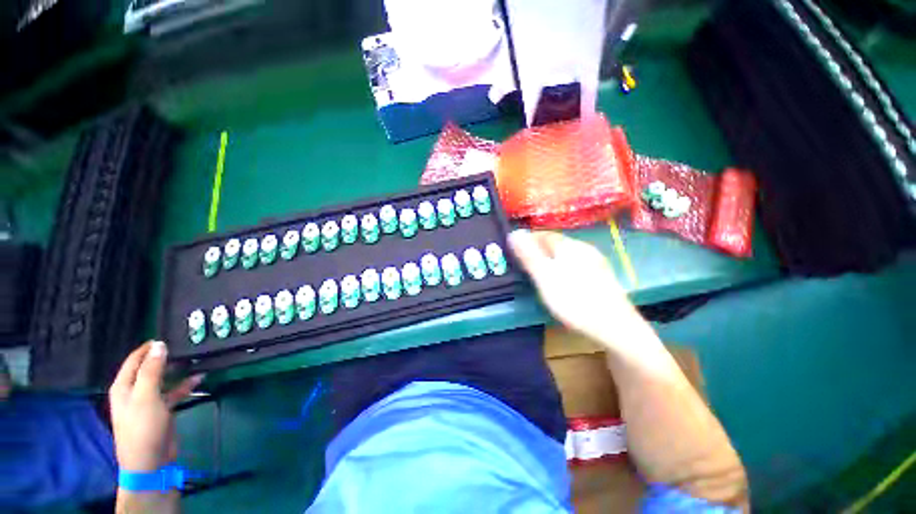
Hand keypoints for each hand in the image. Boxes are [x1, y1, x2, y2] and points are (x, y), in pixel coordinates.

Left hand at [109, 341, 202, 471]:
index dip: (148, 348)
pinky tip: (199, 378)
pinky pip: (174, 392)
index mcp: (124, 386)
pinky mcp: (162, 410)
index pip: (134, 360)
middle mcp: (134, 391)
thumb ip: (152, 370)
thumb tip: (159, 344)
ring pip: (163, 380)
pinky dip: (185, 385)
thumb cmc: (142, 426)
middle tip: (185, 346)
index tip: (167, 336)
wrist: (150, 461)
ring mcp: (149, 401)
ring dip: (177, 371)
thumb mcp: (146, 396)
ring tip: (195, 359)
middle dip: (165, 358)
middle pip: (149, 369)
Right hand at [508, 229, 651, 349]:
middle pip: (555, 243)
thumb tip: (514, 233)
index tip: (514, 249)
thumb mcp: (545, 277)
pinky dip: (561, 268)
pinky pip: (574, 265)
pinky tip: (561, 281)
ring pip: (565, 255)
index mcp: (570, 246)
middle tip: (523, 262)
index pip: (544, 234)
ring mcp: (595, 262)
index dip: (528, 239)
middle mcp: (584, 249)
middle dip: (538, 249)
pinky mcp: (600, 277)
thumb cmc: (574, 299)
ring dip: (549, 259)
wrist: (615, 327)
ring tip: (538, 272)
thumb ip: (529, 255)